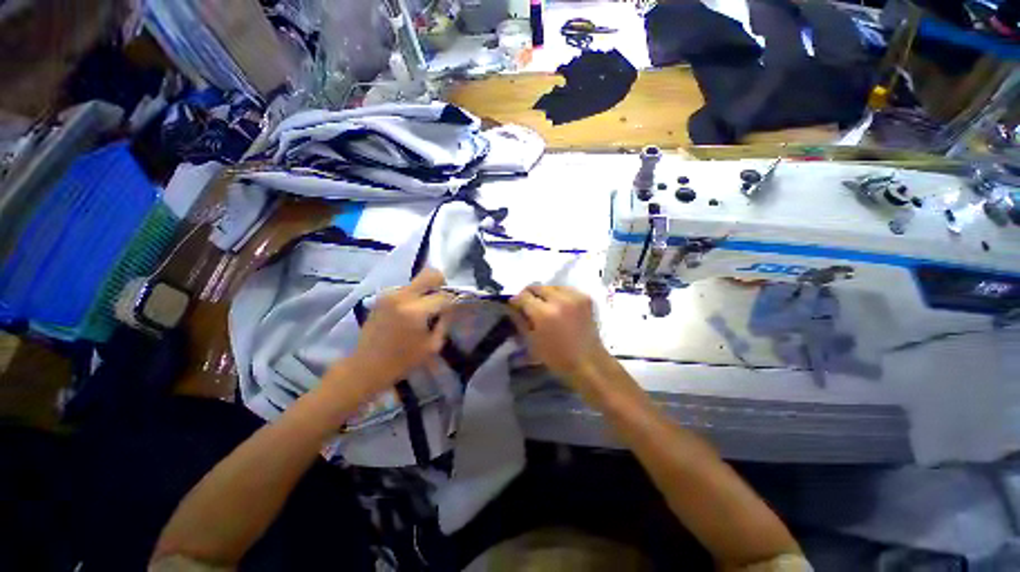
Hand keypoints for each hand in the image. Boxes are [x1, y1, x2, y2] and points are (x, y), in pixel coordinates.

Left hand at [343, 269, 452, 390]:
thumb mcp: (433, 345)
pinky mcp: (382, 296)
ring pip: (417, 280)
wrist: (367, 366)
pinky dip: (414, 295)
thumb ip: (445, 322)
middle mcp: (402, 296)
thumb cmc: (403, 361)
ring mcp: (390, 294)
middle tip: (442, 299)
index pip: (443, 296)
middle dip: (441, 283)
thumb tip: (451, 307)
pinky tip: (410, 312)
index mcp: (415, 311)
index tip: (455, 307)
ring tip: (425, 310)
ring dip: (426, 291)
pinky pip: (406, 288)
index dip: (453, 300)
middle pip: (429, 274)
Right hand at [509, 285, 611, 380]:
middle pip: (537, 287)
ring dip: (544, 294)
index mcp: (543, 313)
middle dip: (529, 295)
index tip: (513, 306)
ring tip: (544, 306)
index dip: (515, 300)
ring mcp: (574, 297)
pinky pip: (565, 289)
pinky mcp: (585, 297)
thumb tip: (511, 307)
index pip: (522, 296)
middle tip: (528, 306)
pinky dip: (559, 295)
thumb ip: (519, 321)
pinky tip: (559, 307)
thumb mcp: (531, 342)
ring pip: (551, 286)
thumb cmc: (556, 357)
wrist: (589, 362)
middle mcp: (559, 300)